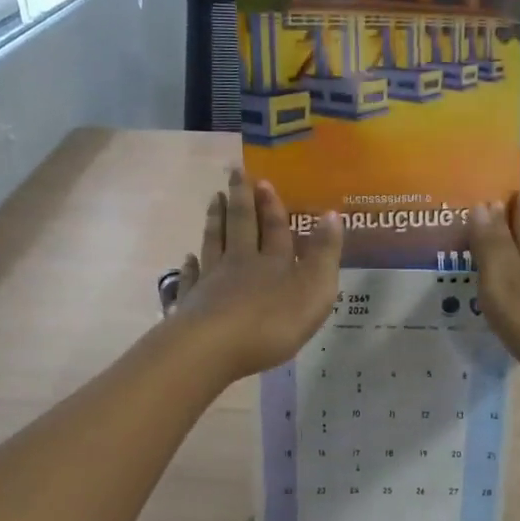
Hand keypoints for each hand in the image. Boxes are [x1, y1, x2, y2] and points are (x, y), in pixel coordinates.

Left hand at [170, 169, 342, 380]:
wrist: (215, 347)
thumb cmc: (272, 322)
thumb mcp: (314, 289)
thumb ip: (324, 253)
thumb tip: (331, 214)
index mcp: (273, 261)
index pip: (273, 227)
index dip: (271, 204)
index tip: (262, 180)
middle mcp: (240, 263)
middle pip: (240, 225)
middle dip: (240, 199)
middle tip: (234, 173)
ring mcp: (211, 281)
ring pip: (213, 243)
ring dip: (215, 220)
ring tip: (214, 199)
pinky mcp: (191, 304)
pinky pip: (190, 278)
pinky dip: (190, 265)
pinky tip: (187, 257)